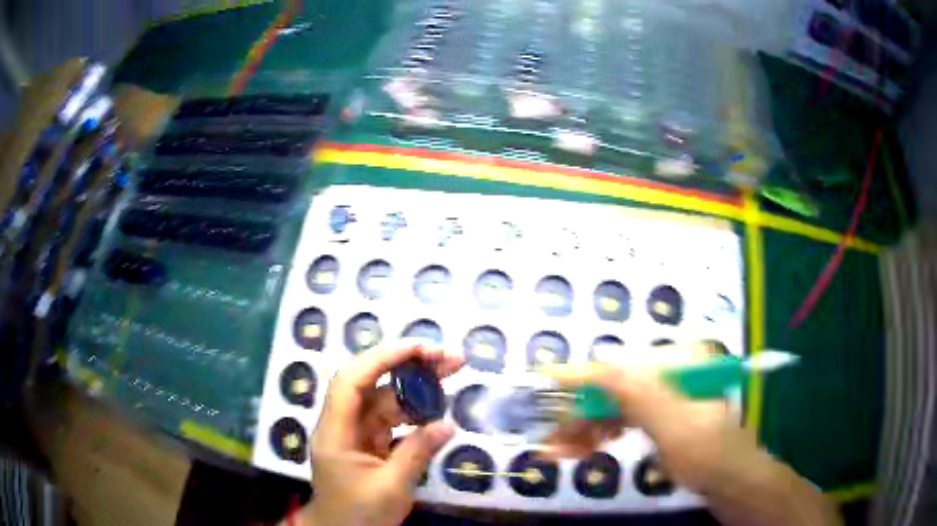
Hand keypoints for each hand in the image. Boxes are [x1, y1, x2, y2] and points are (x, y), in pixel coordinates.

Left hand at [296, 341, 463, 525]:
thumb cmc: (359, 514)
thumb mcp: (391, 487)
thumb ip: (417, 453)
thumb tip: (448, 424)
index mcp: (336, 432)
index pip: (351, 381)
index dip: (382, 359)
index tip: (418, 348)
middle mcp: (343, 424)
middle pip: (372, 384)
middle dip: (407, 366)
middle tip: (448, 356)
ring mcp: (356, 432)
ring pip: (385, 399)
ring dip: (416, 387)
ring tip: (451, 373)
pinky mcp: (369, 443)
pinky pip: (392, 419)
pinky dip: (414, 412)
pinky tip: (437, 408)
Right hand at [542, 350, 841, 525]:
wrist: (733, 483)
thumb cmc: (709, 455)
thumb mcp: (675, 427)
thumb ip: (639, 394)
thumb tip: (599, 366)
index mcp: (679, 365)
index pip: (620, 366)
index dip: (582, 376)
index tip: (544, 382)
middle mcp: (671, 374)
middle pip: (613, 388)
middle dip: (580, 413)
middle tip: (550, 439)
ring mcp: (667, 398)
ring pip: (615, 406)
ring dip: (586, 427)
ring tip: (560, 450)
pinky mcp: (663, 419)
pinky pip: (624, 420)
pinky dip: (602, 433)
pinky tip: (585, 447)